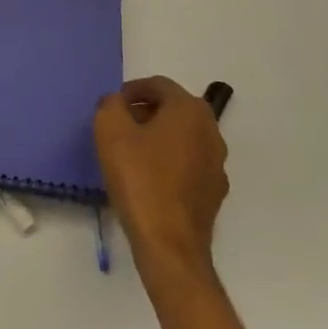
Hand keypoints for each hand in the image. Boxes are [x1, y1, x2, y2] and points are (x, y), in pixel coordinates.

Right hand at [94, 76, 227, 275]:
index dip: (132, 90)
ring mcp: (217, 163)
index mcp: (189, 110)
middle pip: (174, 109)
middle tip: (119, 126)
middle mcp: (211, 131)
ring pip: (183, 137)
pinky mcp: (214, 191)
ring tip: (130, 153)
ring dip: (158, 137)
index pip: (159, 85)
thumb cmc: (139, 179)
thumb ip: (111, 105)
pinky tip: (148, 179)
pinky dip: (169, 162)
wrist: (169, 243)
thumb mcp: (110, 130)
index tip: (113, 105)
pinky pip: (188, 163)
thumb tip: (118, 102)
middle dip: (146, 112)